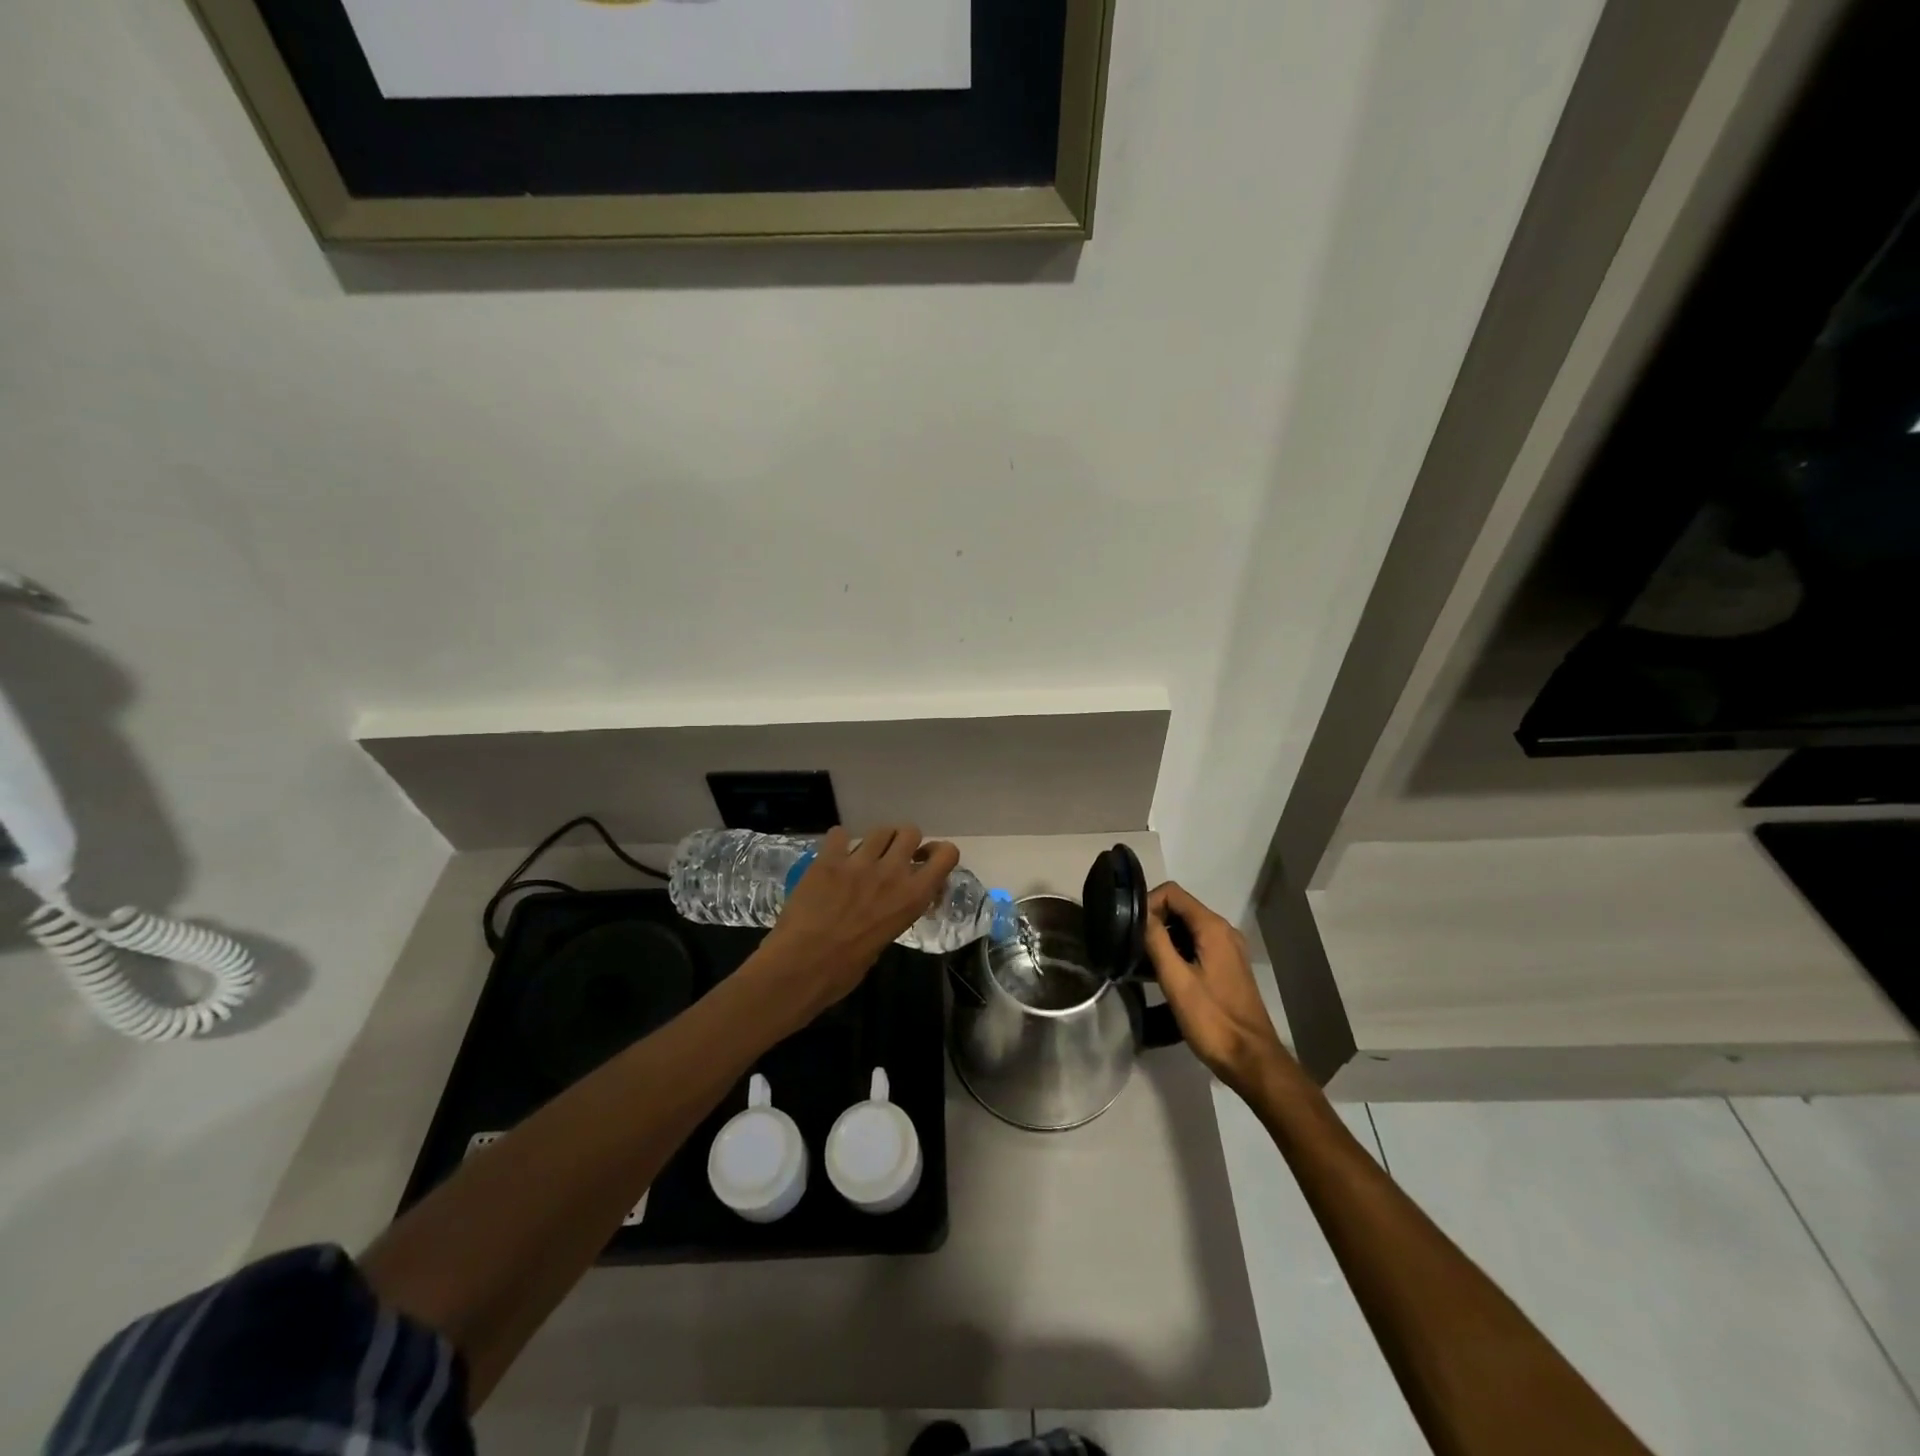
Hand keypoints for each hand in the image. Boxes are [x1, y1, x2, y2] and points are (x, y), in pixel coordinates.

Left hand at [758, 825, 960, 1018]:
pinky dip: (838, 842)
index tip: (922, 861)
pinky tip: (832, 858)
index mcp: (913, 897)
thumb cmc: (845, 969)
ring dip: (874, 841)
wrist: (801, 967)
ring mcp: (859, 863)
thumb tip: (894, 901)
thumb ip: (897, 911)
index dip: (937, 853)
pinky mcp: (828, 859)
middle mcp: (892, 873)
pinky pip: (839, 833)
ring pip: (879, 829)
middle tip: (890, 858)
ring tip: (862, 857)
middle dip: (903, 841)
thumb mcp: (887, 938)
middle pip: (910, 831)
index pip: (947, 854)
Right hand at [1145, 882, 1289, 1096]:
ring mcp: (1228, 949)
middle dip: (1154, 920)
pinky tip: (1163, 973)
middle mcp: (1223, 931)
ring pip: (1187, 927)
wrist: (1251, 1059)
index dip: (1148, 903)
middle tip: (1132, 946)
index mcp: (1213, 928)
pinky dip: (1178, 950)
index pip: (1172, 892)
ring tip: (1142, 961)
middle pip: (1180, 908)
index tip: (1131, 929)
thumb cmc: (1212, 1019)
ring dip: (1164, 937)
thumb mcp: (1176, 980)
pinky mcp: (1227, 966)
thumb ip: (1157, 941)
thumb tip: (1140, 913)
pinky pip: (1197, 944)